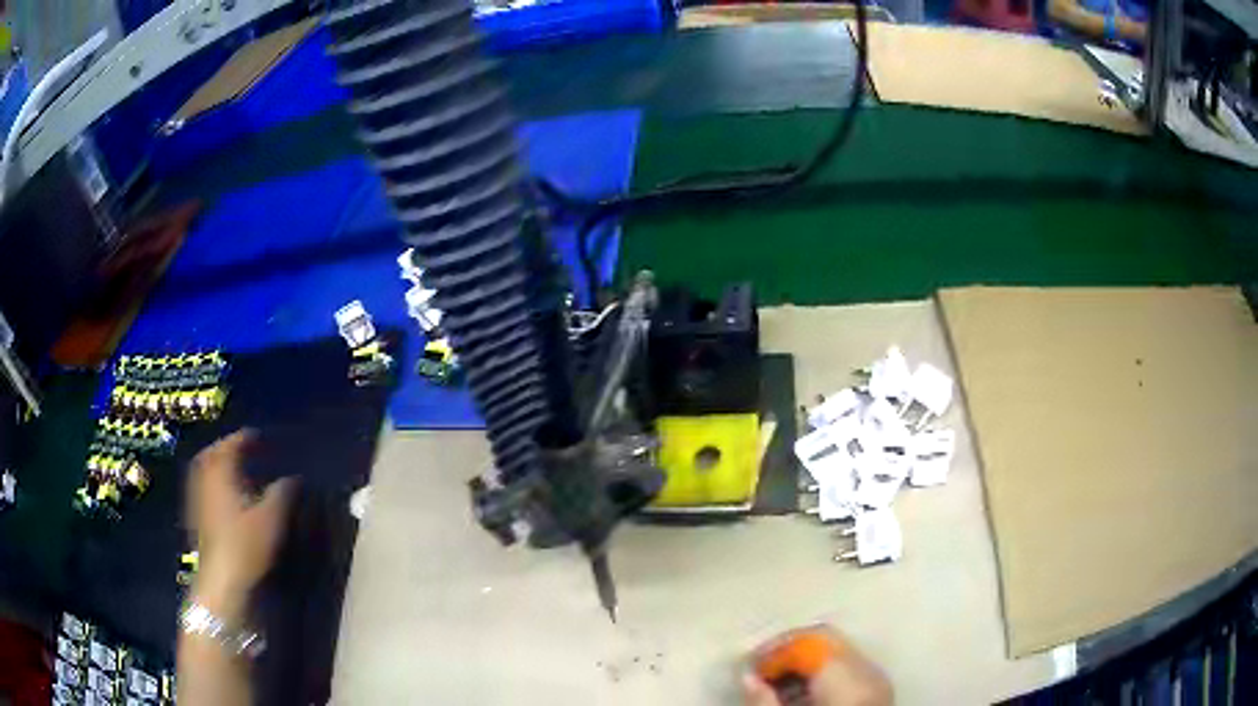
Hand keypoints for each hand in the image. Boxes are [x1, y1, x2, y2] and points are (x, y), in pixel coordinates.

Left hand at [187, 430, 295, 623]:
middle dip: (227, 448)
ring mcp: (197, 500)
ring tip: (236, 472)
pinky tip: (226, 497)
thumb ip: (282, 494)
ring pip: (205, 471)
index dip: (245, 439)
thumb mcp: (270, 520)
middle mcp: (204, 481)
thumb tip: (292, 478)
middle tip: (244, 450)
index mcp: (221, 474)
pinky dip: (214, 483)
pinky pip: (203, 488)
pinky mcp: (196, 518)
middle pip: (212, 454)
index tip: (259, 438)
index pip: (230, 445)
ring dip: (218, 465)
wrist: (220, 581)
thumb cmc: (245, 546)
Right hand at [743, 627, 892, 705]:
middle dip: (791, 653)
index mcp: (844, 675)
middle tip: (762, 673)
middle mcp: (867, 670)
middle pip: (826, 642)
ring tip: (779, 689)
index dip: (776, 650)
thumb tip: (747, 678)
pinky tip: (805, 698)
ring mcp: (878, 681)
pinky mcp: (880, 694)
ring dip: (806, 666)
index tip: (751, 668)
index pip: (808, 641)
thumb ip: (764, 701)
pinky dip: (824, 678)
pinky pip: (850, 671)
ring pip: (839, 655)